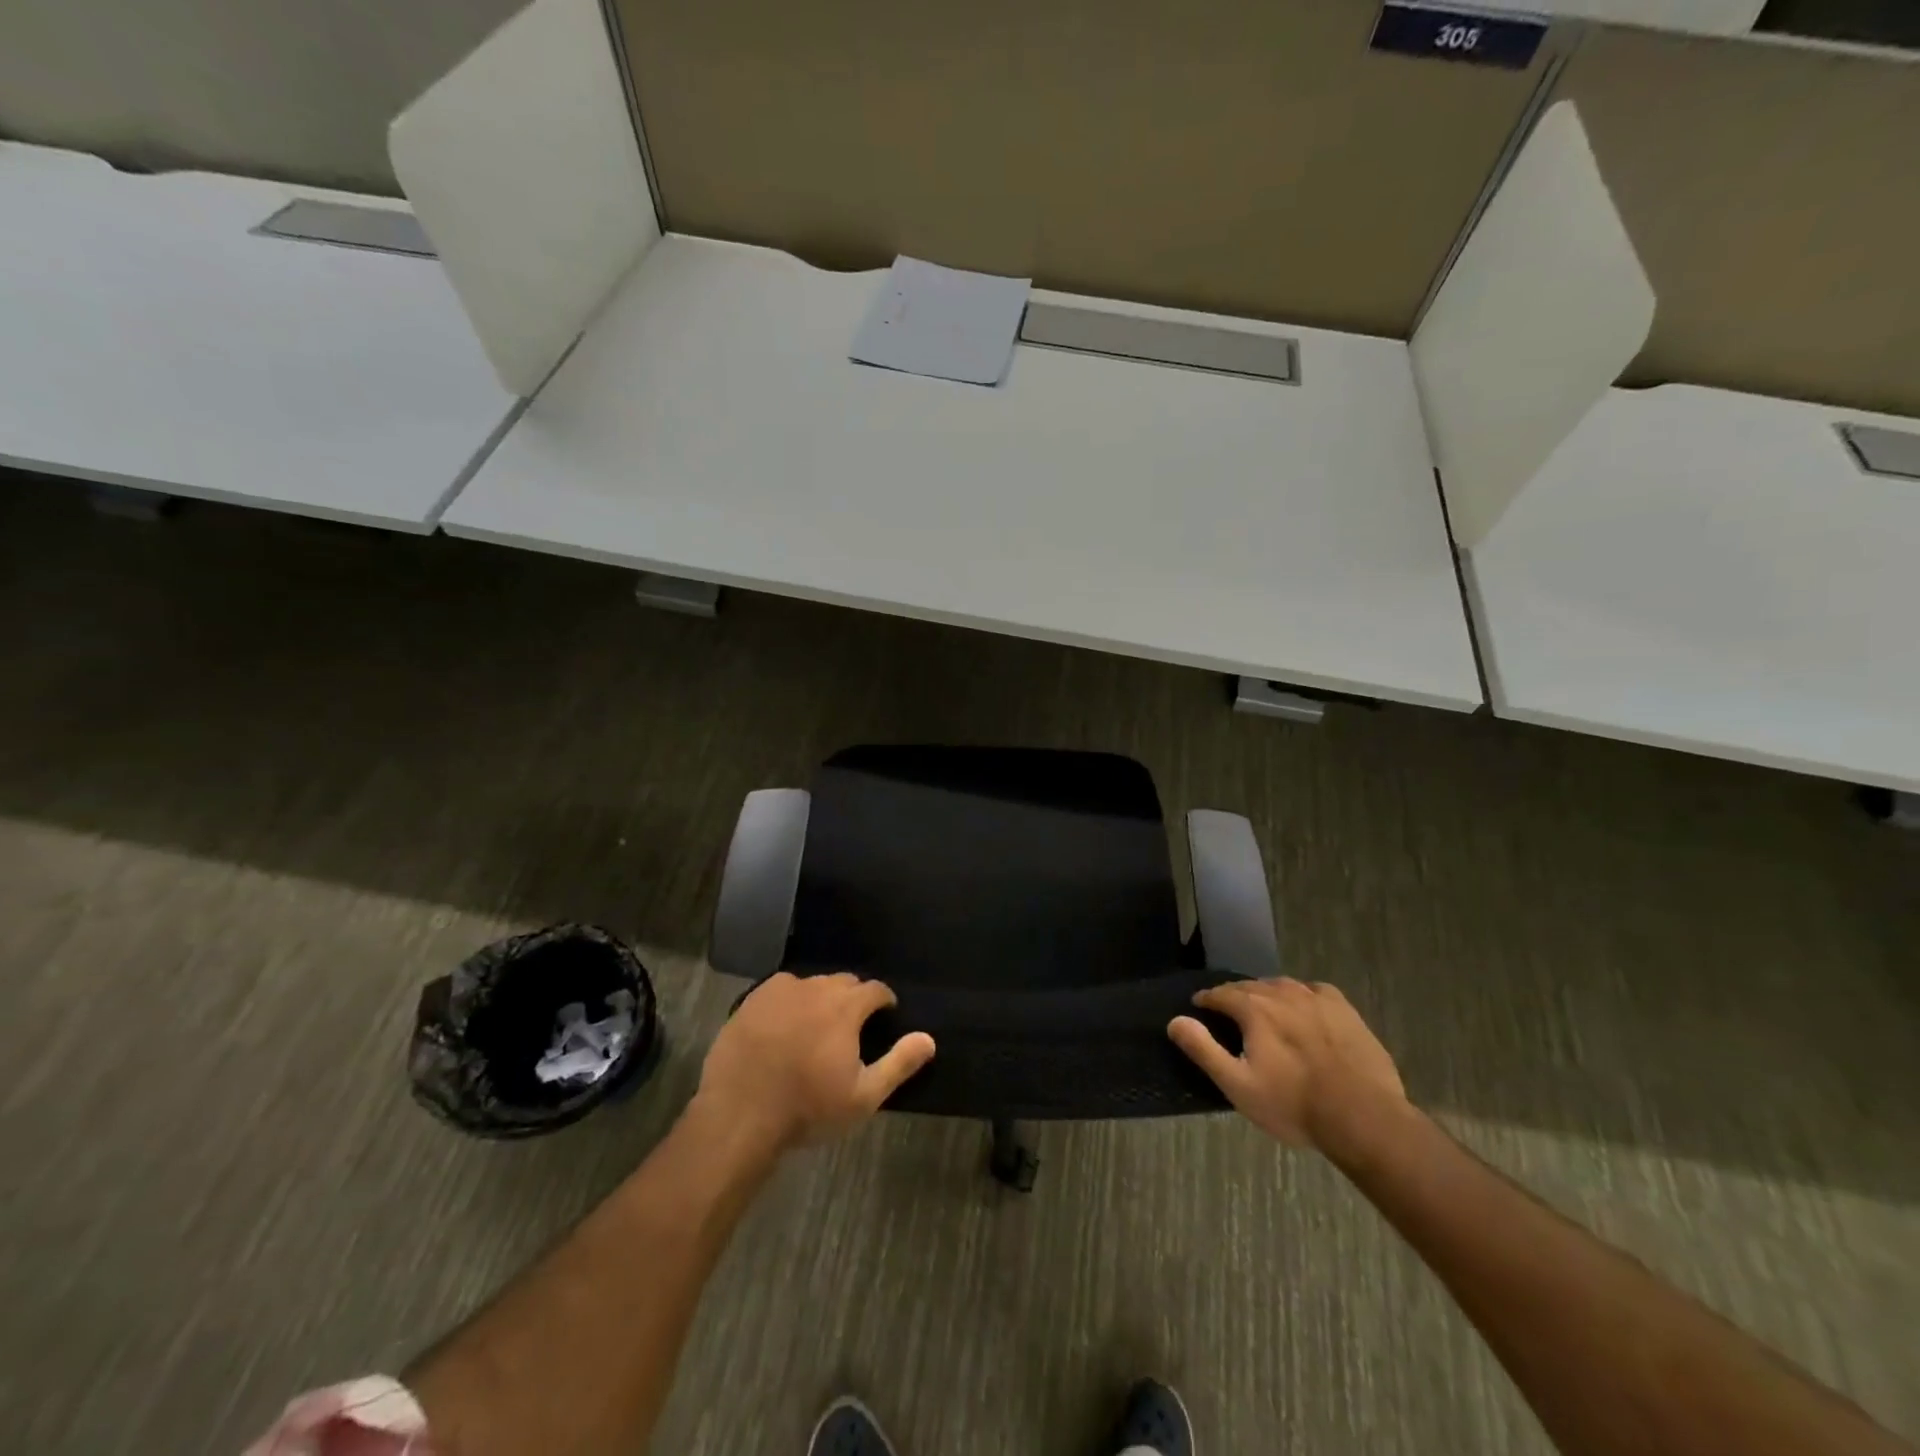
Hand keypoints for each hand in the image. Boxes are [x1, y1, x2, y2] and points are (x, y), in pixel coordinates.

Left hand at [697, 972, 935, 1151]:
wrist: (740, 1115)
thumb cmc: (808, 1108)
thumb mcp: (863, 1096)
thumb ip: (899, 1063)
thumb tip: (929, 1039)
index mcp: (845, 1006)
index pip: (875, 989)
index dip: (883, 1001)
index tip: (884, 1017)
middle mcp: (815, 987)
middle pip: (843, 982)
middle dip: (853, 998)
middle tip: (851, 1028)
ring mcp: (780, 991)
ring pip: (811, 985)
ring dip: (820, 999)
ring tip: (816, 1027)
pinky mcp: (751, 1000)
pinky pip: (780, 991)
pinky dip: (789, 1002)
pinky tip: (783, 1027)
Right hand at [1168, 977, 1406, 1153]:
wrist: (1364, 1117)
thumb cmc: (1294, 1104)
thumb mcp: (1238, 1085)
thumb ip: (1204, 1049)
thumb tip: (1175, 1021)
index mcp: (1254, 1009)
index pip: (1221, 994)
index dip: (1207, 1000)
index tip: (1199, 1006)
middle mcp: (1282, 993)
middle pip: (1250, 987)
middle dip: (1236, 996)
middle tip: (1230, 1013)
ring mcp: (1316, 998)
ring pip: (1282, 986)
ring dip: (1267, 994)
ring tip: (1265, 1011)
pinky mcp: (1344, 1009)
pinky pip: (1314, 992)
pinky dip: (1301, 996)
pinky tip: (1304, 1010)